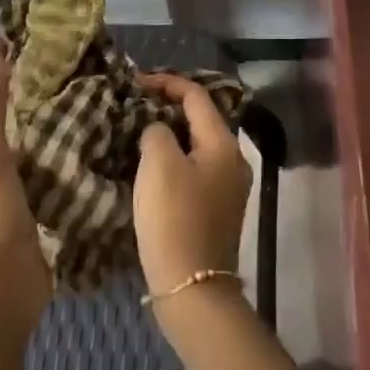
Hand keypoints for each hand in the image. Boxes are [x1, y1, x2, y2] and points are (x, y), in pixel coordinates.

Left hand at [0, 46, 50, 332]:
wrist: (0, 286)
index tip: (26, 41)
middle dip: (13, 86)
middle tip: (55, 62)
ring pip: (11, 135)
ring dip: (31, 114)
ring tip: (68, 89)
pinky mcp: (17, 200)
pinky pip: (29, 158)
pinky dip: (43, 141)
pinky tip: (68, 132)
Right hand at [133, 73, 251, 298]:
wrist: (192, 288)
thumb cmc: (175, 219)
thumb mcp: (159, 164)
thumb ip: (157, 132)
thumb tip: (159, 130)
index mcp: (223, 143)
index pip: (197, 95)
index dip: (166, 82)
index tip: (135, 82)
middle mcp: (234, 159)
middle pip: (201, 119)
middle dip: (169, 107)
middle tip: (136, 105)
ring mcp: (229, 186)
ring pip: (198, 145)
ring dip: (171, 134)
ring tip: (139, 132)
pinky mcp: (218, 209)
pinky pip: (196, 168)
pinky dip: (175, 158)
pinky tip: (152, 167)